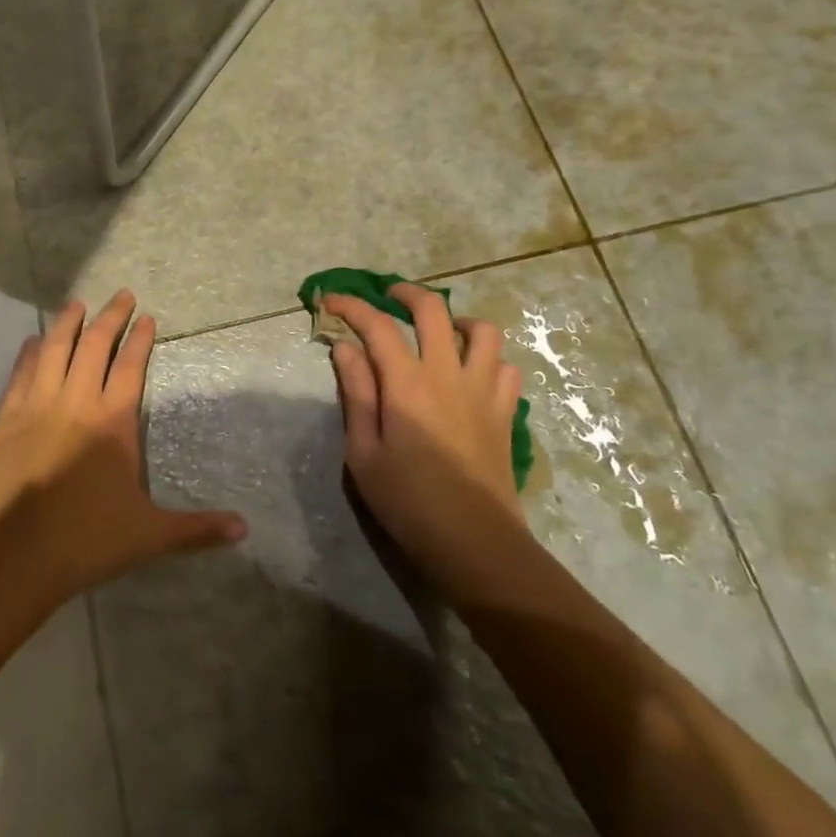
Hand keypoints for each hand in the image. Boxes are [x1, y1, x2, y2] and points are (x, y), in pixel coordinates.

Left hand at [0, 291, 245, 600]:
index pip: (130, 366)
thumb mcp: (149, 535)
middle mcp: (75, 402)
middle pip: (94, 346)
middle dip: (110, 317)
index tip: (147, 317)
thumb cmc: (86, 540)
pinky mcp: (5, 419)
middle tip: (120, 295)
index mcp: (112, 422)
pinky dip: (30, 353)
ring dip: (67, 323)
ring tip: (76, 303)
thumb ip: (197, 529)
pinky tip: (34, 342)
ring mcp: (36, 406)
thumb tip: (245, 529)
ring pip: (54, 350)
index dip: (140, 339)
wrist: (14, 555)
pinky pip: (20, 374)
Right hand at [325, 284, 528, 602]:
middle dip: (406, 293)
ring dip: (457, 321)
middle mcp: (449, 375)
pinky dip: (487, 360)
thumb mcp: (363, 452)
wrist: (475, 542)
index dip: (351, 306)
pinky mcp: (506, 412)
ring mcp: (484, 391)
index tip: (329, 300)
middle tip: (388, 297)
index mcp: (408, 384)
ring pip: (482, 331)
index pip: (377, 326)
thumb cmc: (408, 501)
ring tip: (439, 332)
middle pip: (434, 310)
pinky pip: (505, 368)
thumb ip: (356, 393)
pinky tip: (471, 374)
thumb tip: (345, 347)